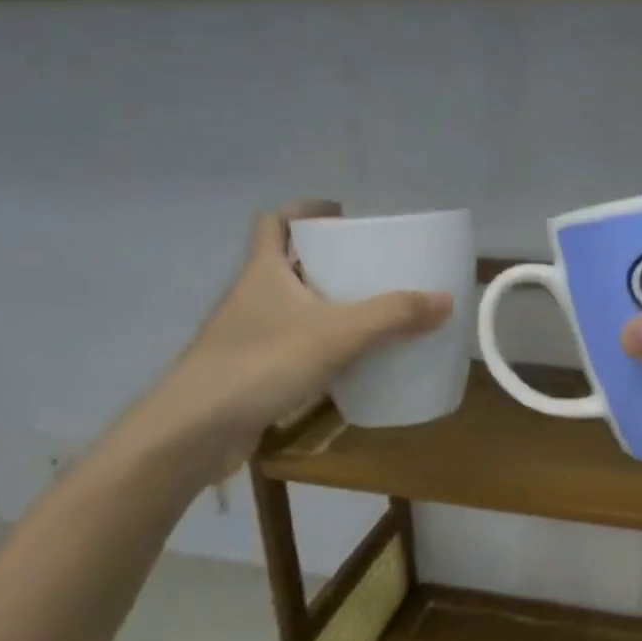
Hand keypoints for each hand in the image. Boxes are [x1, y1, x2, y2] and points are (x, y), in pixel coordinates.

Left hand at [139, 203, 452, 476]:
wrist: (195, 430)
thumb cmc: (261, 363)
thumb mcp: (338, 334)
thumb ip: (393, 316)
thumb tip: (446, 299)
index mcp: (264, 271)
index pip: (275, 221)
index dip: (305, 210)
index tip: (342, 215)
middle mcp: (252, 296)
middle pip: (288, 263)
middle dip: (326, 260)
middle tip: (370, 266)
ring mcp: (248, 335)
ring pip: (291, 306)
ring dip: (325, 304)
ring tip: (369, 311)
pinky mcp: (251, 370)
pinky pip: (292, 345)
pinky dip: (318, 345)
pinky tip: (348, 362)